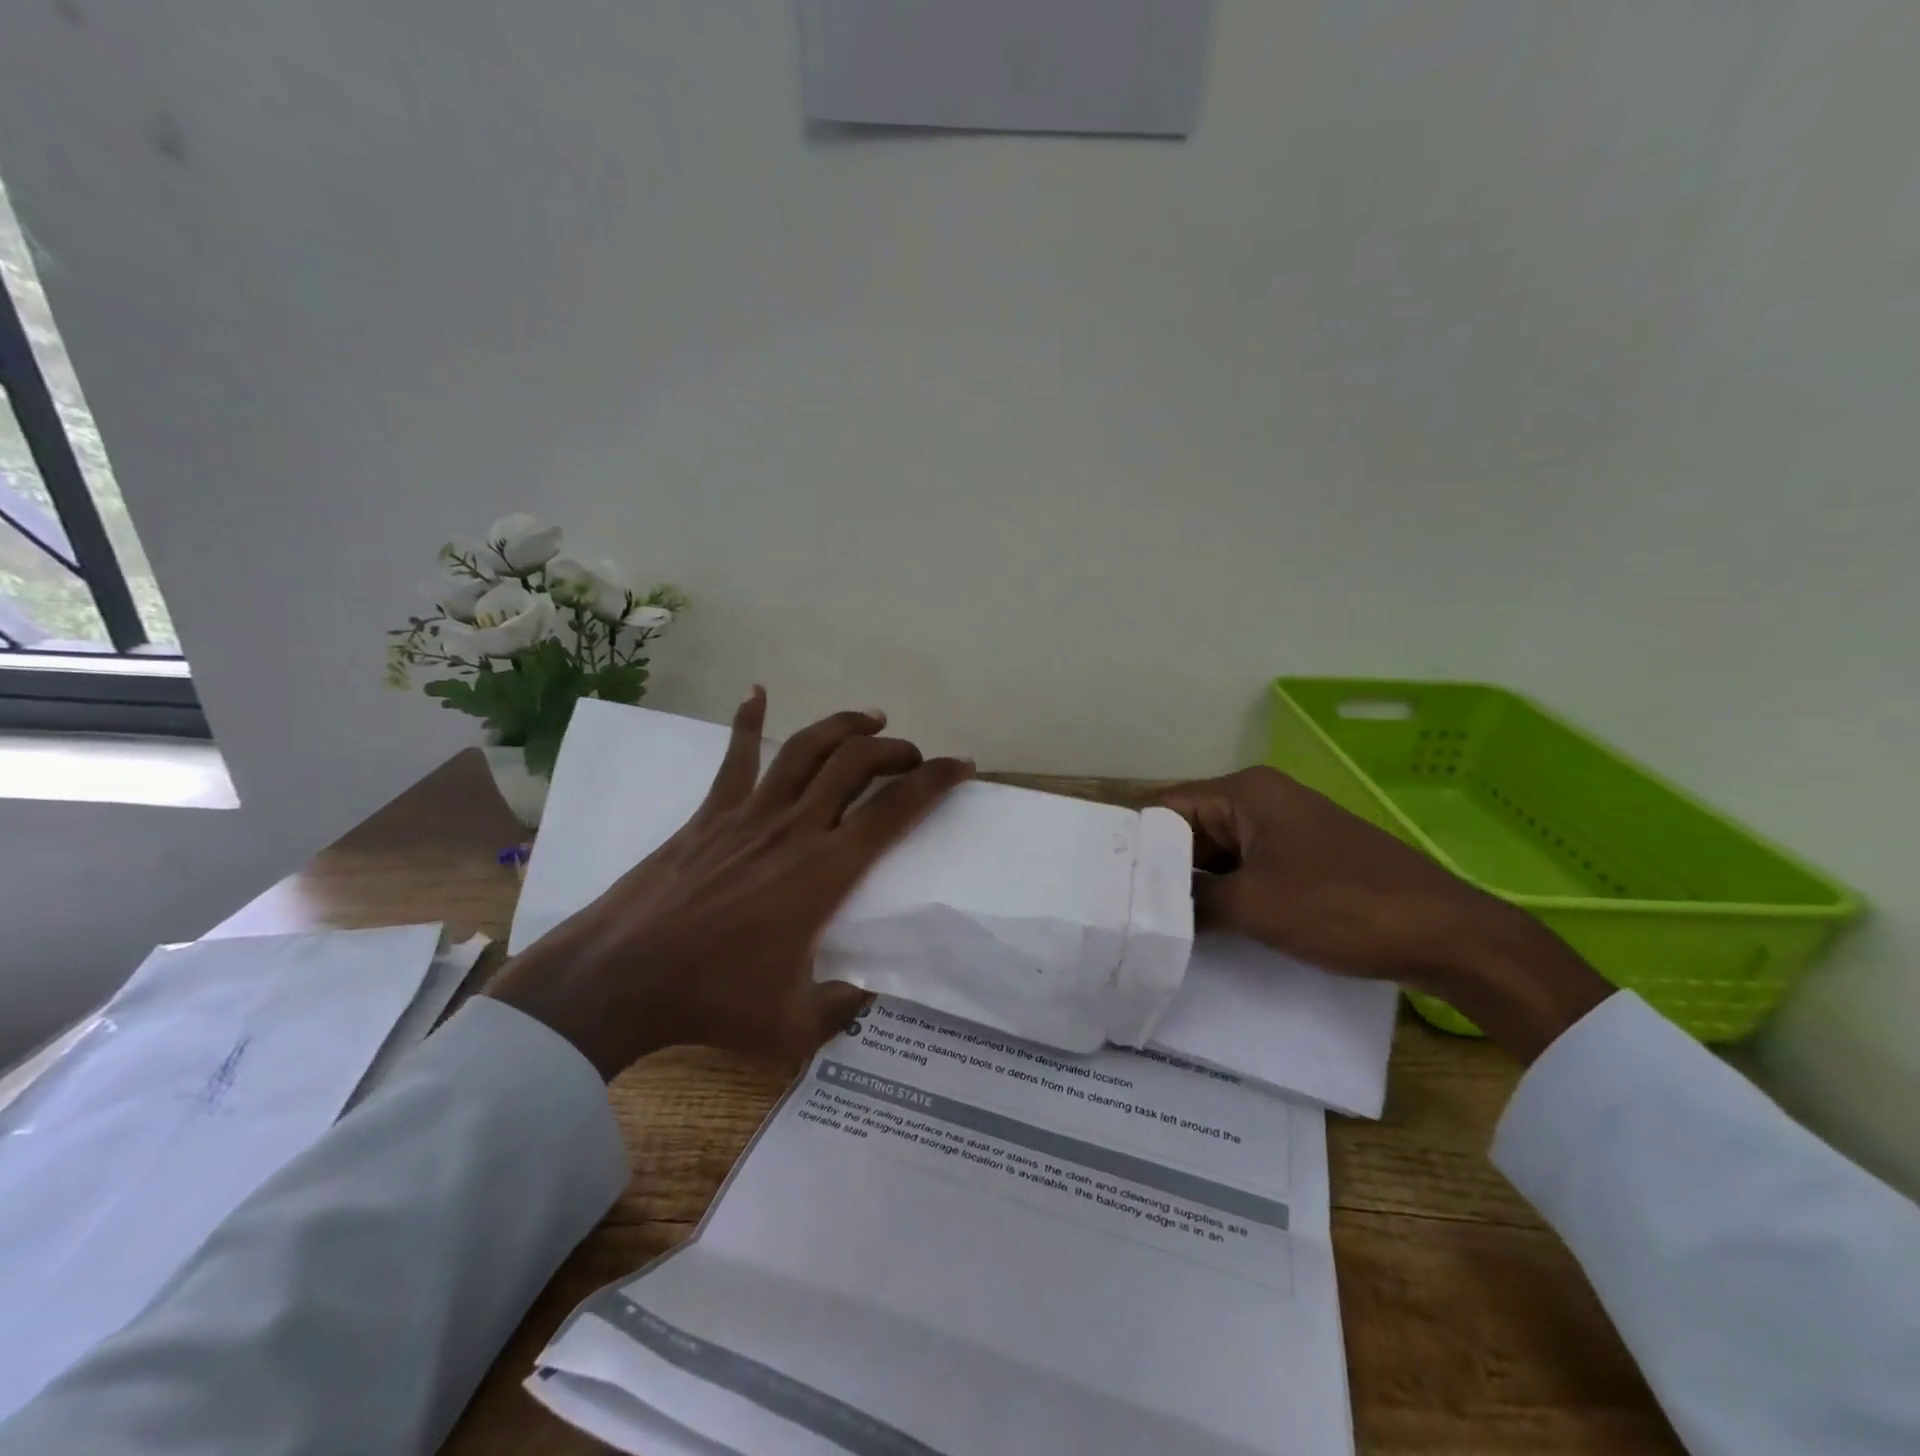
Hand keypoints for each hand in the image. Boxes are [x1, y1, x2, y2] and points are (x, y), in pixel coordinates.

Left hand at [487, 688, 974, 1078]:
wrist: (621, 977)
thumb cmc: (711, 1002)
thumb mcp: (792, 1029)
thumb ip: (841, 1010)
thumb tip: (865, 996)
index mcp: (826, 871)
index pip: (895, 810)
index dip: (935, 780)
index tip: (961, 766)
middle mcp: (795, 828)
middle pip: (857, 763)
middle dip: (896, 750)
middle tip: (912, 756)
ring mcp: (749, 813)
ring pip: (808, 748)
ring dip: (845, 726)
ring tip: (870, 720)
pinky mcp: (710, 812)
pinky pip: (736, 755)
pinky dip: (750, 719)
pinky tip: (757, 692)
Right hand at [1155, 768, 1611, 1062]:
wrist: (1449, 935)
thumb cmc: (1343, 907)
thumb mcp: (1255, 907)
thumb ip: (1194, 903)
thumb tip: (1152, 911)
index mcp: (1245, 793)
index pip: (1166, 809)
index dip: (1138, 846)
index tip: (1109, 886)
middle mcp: (1261, 802)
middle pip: (1190, 831)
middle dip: (1164, 871)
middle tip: (1128, 912)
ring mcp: (1286, 832)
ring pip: (1218, 855)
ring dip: (1195, 888)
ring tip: (1158, 925)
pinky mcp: (1304, 862)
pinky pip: (1247, 871)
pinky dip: (1226, 896)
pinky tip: (1205, 929)